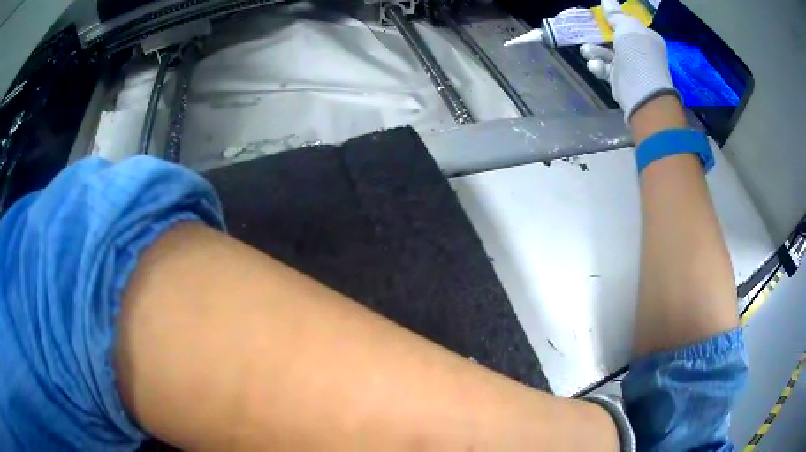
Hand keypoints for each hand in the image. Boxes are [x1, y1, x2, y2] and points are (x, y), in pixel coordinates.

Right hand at [580, 0, 677, 121]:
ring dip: (594, 50)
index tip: (599, 16)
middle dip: (598, 34)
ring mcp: (630, 67)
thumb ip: (616, 14)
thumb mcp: (627, 27)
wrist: (642, 92)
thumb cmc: (638, 54)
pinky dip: (598, 66)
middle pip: (614, 38)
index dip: (613, 19)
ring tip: (585, 50)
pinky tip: (595, 66)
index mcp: (646, 37)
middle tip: (585, 30)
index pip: (627, 24)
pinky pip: (605, 69)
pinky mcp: (620, 81)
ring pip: (607, 53)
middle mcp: (639, 51)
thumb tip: (607, 0)